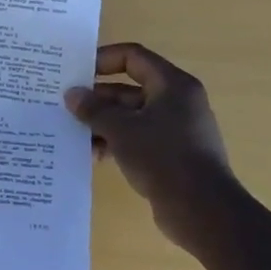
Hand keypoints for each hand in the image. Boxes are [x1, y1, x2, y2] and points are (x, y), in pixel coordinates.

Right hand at [66, 41, 245, 250]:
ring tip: (76, 135)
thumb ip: (94, 109)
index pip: (133, 57)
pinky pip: (138, 138)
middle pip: (129, 89)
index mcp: (173, 85)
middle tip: (67, 107)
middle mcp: (177, 102)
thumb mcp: (121, 129)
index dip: (102, 59)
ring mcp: (176, 130)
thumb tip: (72, 95)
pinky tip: (95, 155)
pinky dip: (116, 142)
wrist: (204, 213)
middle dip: (97, 99)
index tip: (76, 73)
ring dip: (103, 123)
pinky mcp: (173, 155)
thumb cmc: (163, 158)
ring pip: (131, 116)